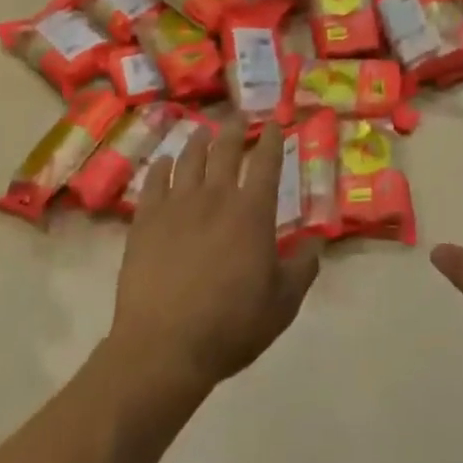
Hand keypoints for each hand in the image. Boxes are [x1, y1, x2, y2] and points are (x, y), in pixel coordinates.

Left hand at [110, 121, 320, 396]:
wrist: (163, 347)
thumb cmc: (231, 325)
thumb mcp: (283, 304)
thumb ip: (303, 268)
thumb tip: (317, 242)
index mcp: (252, 212)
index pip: (266, 162)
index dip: (272, 139)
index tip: (274, 123)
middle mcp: (216, 196)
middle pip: (225, 149)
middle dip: (234, 129)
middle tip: (238, 116)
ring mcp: (176, 205)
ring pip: (188, 159)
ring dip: (199, 141)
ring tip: (204, 132)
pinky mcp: (145, 220)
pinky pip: (153, 181)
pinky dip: (161, 167)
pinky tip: (163, 162)